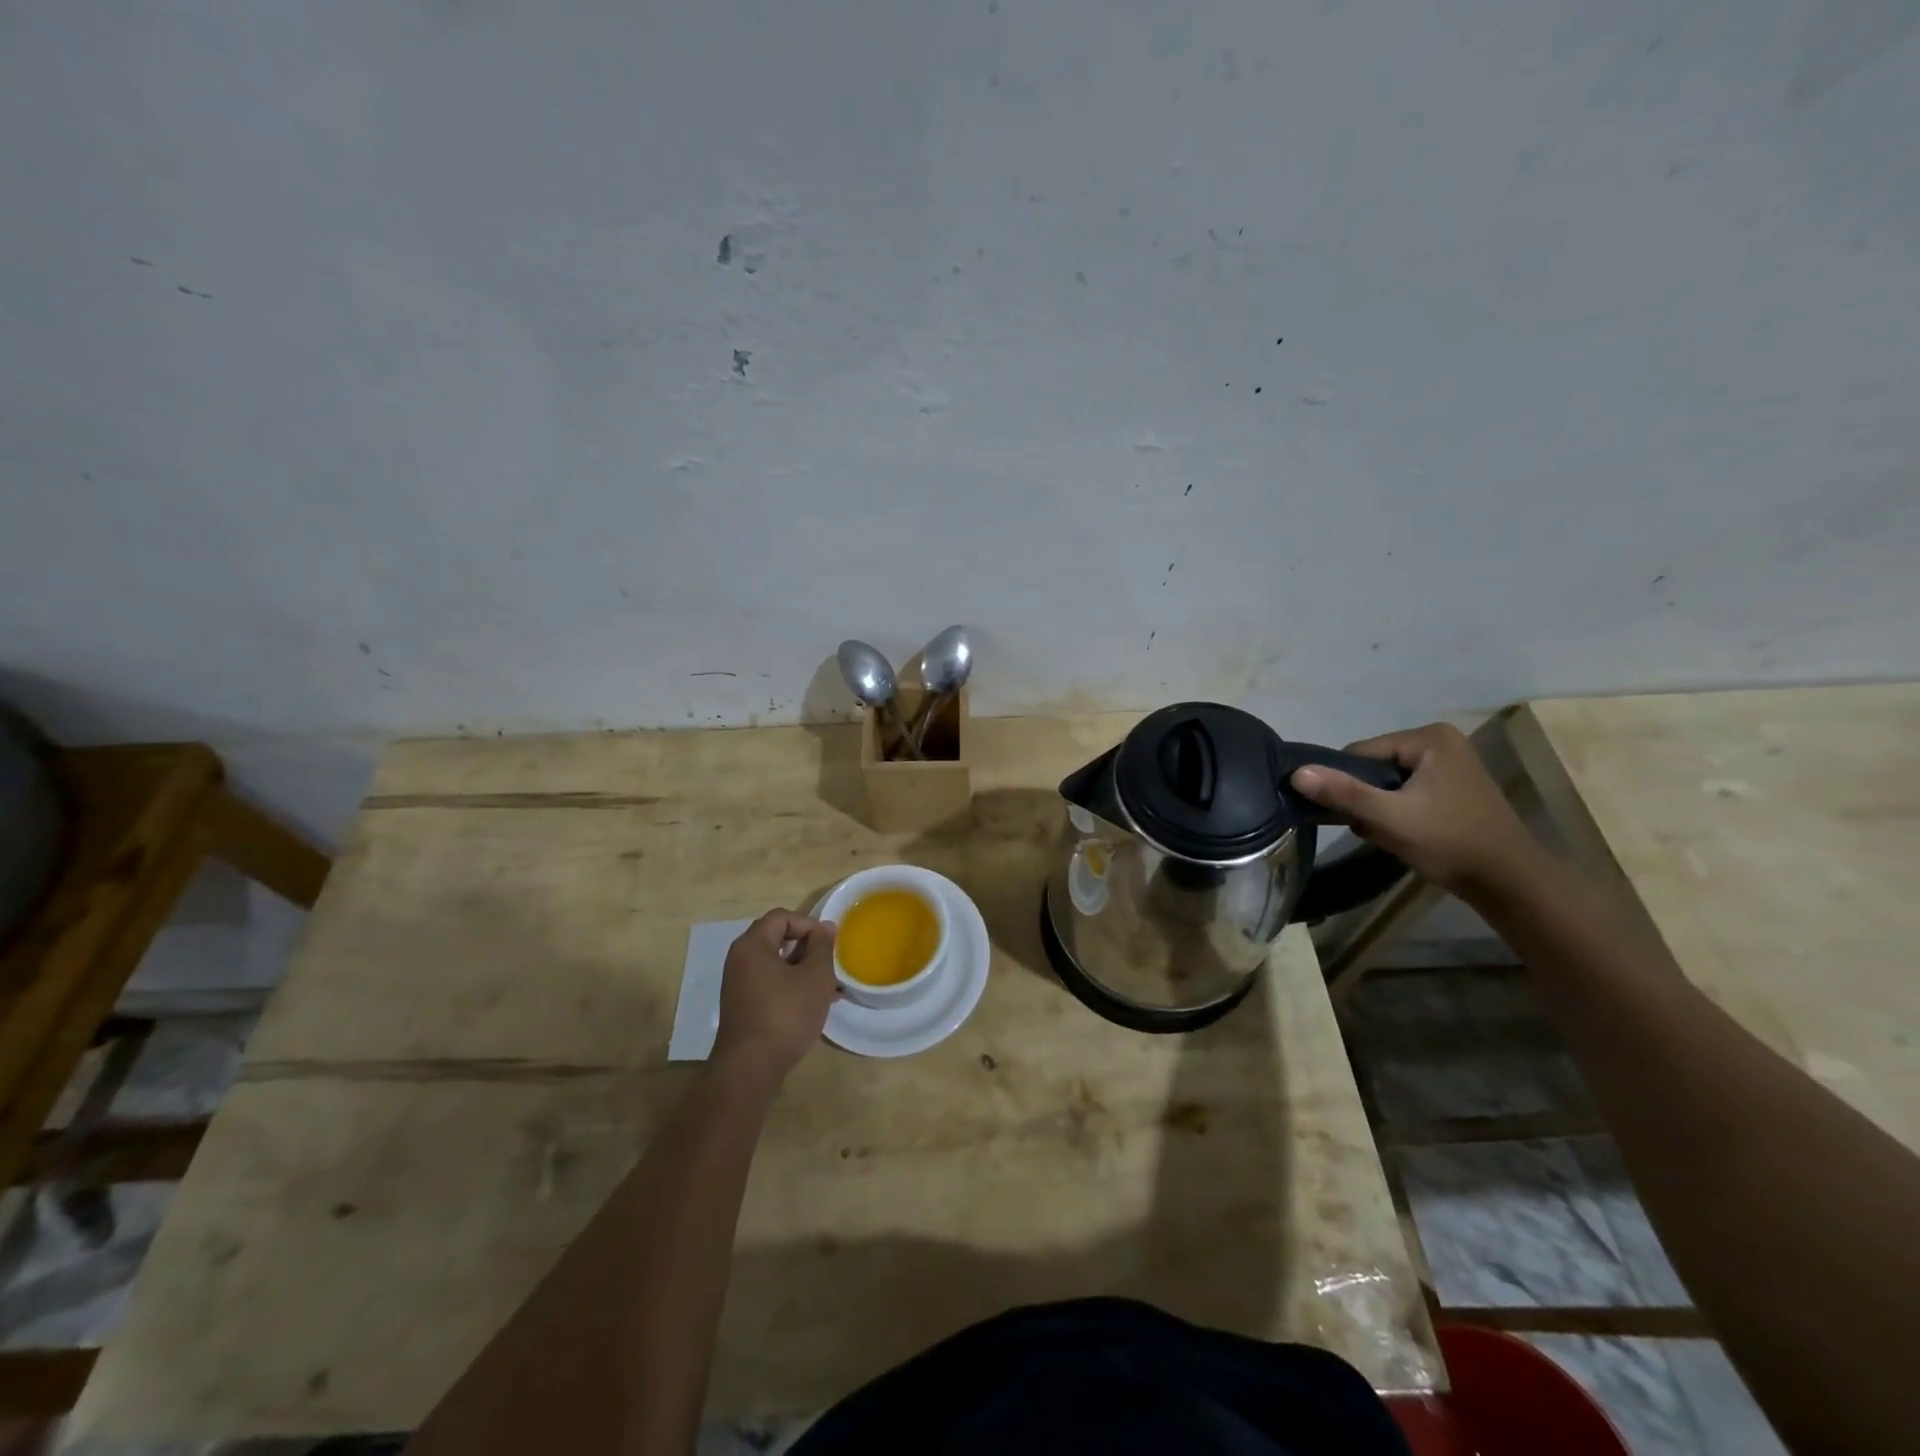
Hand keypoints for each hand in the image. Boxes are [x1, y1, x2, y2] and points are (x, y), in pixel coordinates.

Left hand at [710, 908, 837, 1089]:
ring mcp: (738, 984)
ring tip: (828, 986)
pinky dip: (790, 986)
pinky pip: (769, 984)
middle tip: (829, 963)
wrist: (750, 1069)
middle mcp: (740, 959)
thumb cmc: (785, 1015)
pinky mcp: (742, 1006)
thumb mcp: (815, 977)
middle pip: (776, 938)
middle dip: (807, 947)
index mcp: (753, 945)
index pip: (781, 917)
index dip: (808, 924)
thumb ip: (822, 947)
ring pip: (775, 964)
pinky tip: (813, 1004)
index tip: (828, 943)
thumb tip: (825, 926)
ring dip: (802, 969)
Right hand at [1289, 722, 1539, 896]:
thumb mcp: (1389, 818)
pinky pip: (1407, 793)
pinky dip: (1398, 813)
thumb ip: (1343, 793)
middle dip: (1366, 800)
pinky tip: (1405, 835)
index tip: (1357, 816)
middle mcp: (1441, 742)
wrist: (1509, 883)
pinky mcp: (1453, 787)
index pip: (1361, 753)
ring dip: (1380, 809)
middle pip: (1374, 768)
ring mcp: (1450, 765)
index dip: (1349, 785)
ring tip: (1391, 835)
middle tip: (1375, 829)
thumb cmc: (1449, 842)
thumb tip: (1296, 773)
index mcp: (1428, 737)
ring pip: (1388, 784)